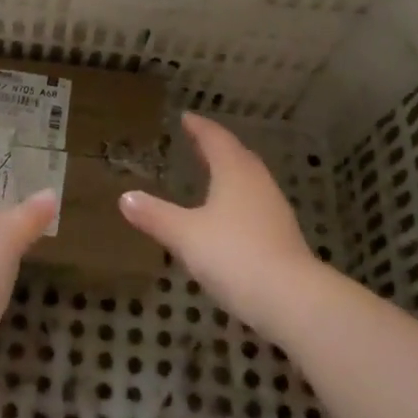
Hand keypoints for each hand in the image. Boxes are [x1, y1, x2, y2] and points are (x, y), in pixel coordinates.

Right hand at [118, 113, 320, 334]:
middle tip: (196, 141)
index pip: (215, 138)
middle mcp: (257, 182)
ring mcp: (274, 209)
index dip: (199, 127)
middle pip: (236, 155)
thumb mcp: (185, 235)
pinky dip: (238, 199)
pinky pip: (255, 203)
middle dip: (215, 146)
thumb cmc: (234, 255)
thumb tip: (125, 197)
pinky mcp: (282, 235)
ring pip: (249, 179)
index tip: (185, 117)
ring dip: (230, 172)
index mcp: (234, 171)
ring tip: (211, 174)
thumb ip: (155, 216)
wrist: (291, 300)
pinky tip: (229, 217)